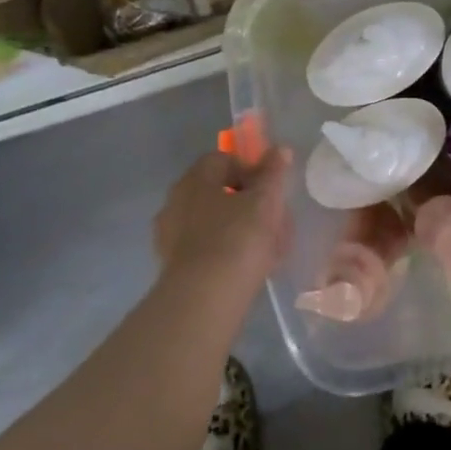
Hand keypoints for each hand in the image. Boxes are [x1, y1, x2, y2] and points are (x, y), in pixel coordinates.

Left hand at [152, 148, 292, 295]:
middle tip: (272, 218)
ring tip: (267, 247)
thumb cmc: (237, 238)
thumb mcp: (265, 200)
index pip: (223, 159)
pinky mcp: (172, 267)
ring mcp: (170, 236)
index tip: (270, 188)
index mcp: (195, 179)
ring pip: (212, 221)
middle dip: (246, 201)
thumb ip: (274, 172)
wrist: (203, 300)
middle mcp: (176, 201)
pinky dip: (225, 252)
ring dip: (238, 227)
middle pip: (217, 191)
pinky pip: (205, 248)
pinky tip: (248, 267)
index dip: (250, 169)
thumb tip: (280, 149)